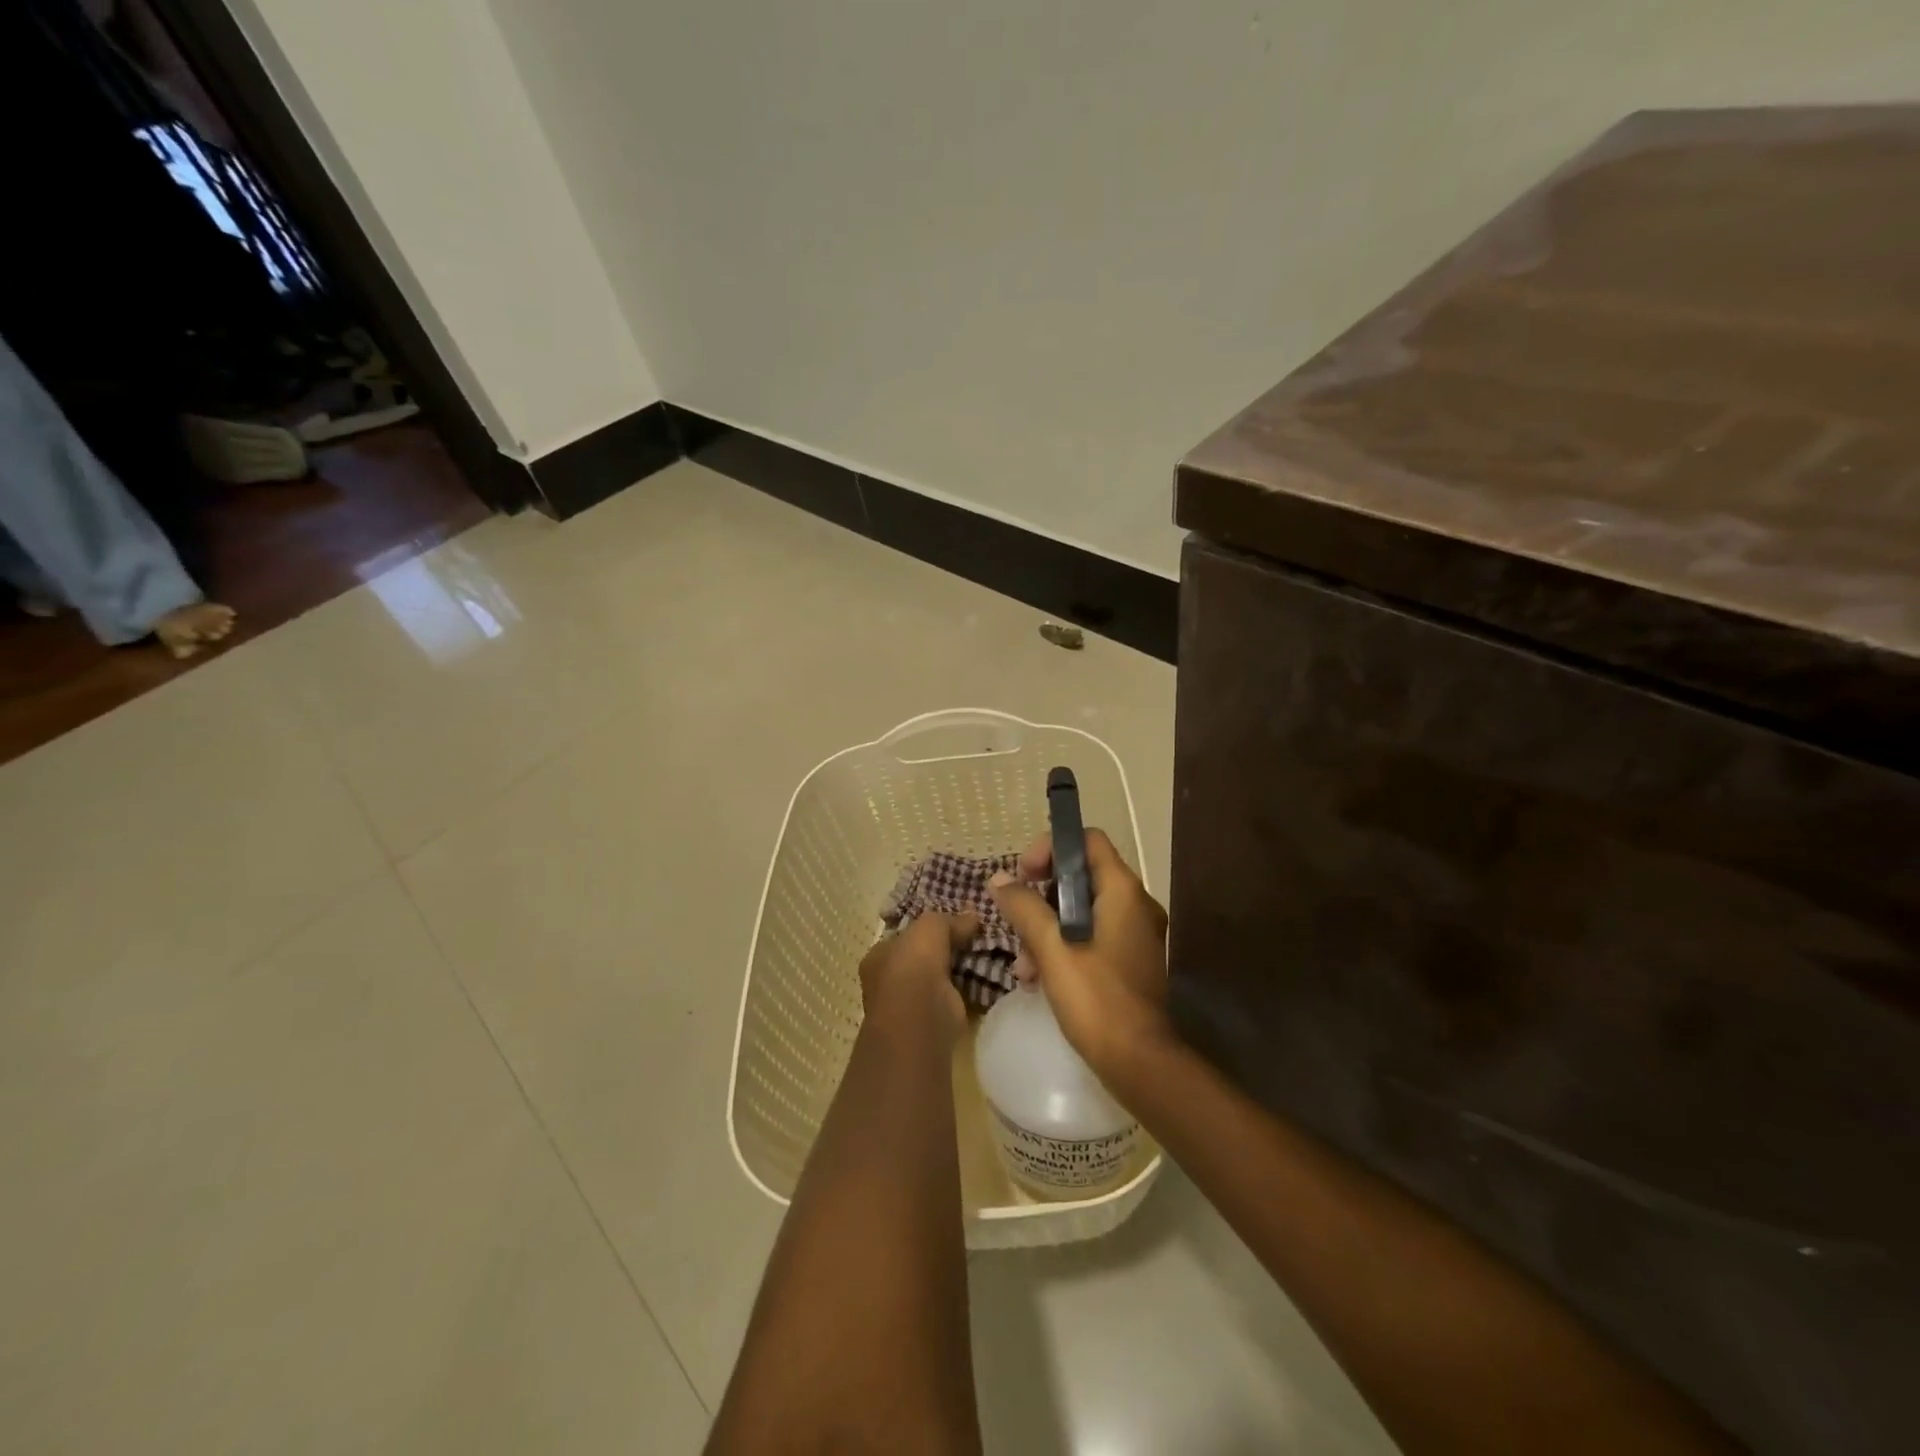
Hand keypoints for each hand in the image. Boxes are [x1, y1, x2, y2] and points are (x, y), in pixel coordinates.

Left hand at [859, 911, 978, 1039]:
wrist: (921, 1019)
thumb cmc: (913, 966)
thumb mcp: (930, 927)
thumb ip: (949, 920)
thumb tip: (973, 916)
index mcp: (879, 957)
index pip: (904, 937)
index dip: (928, 928)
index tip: (955, 920)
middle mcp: (890, 981)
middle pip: (923, 957)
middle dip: (948, 949)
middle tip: (976, 935)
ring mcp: (912, 1004)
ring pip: (941, 978)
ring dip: (961, 969)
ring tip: (989, 952)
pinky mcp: (936, 1020)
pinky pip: (957, 996)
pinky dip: (972, 988)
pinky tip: (990, 976)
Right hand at [990, 829, 1171, 1081]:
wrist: (1139, 1063)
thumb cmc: (1096, 999)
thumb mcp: (1052, 948)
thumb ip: (1024, 908)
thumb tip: (999, 879)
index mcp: (1123, 891)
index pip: (1088, 840)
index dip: (1052, 847)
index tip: (1023, 874)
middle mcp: (1134, 904)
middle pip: (1079, 876)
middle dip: (1039, 897)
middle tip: (1014, 920)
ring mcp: (1133, 934)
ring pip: (1080, 911)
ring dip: (1044, 929)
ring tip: (1022, 965)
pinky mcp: (1126, 961)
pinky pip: (1089, 936)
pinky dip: (1061, 947)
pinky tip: (1036, 979)